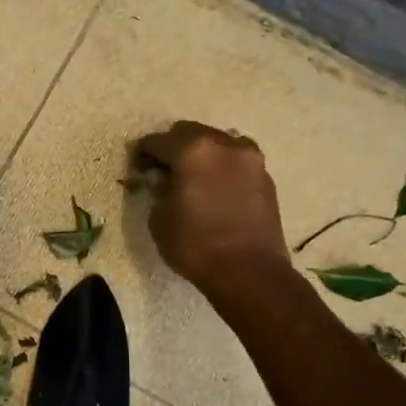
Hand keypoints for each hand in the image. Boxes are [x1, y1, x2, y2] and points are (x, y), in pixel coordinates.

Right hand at [131, 121, 287, 294]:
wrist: (250, 272)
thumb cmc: (195, 245)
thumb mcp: (160, 219)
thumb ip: (158, 190)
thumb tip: (161, 177)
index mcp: (192, 151)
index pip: (158, 141)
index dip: (144, 152)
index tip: (139, 164)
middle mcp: (223, 144)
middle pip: (190, 132)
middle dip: (174, 146)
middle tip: (165, 169)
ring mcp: (250, 158)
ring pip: (218, 141)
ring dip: (203, 153)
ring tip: (195, 177)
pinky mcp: (265, 176)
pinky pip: (237, 160)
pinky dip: (223, 166)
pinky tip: (217, 187)